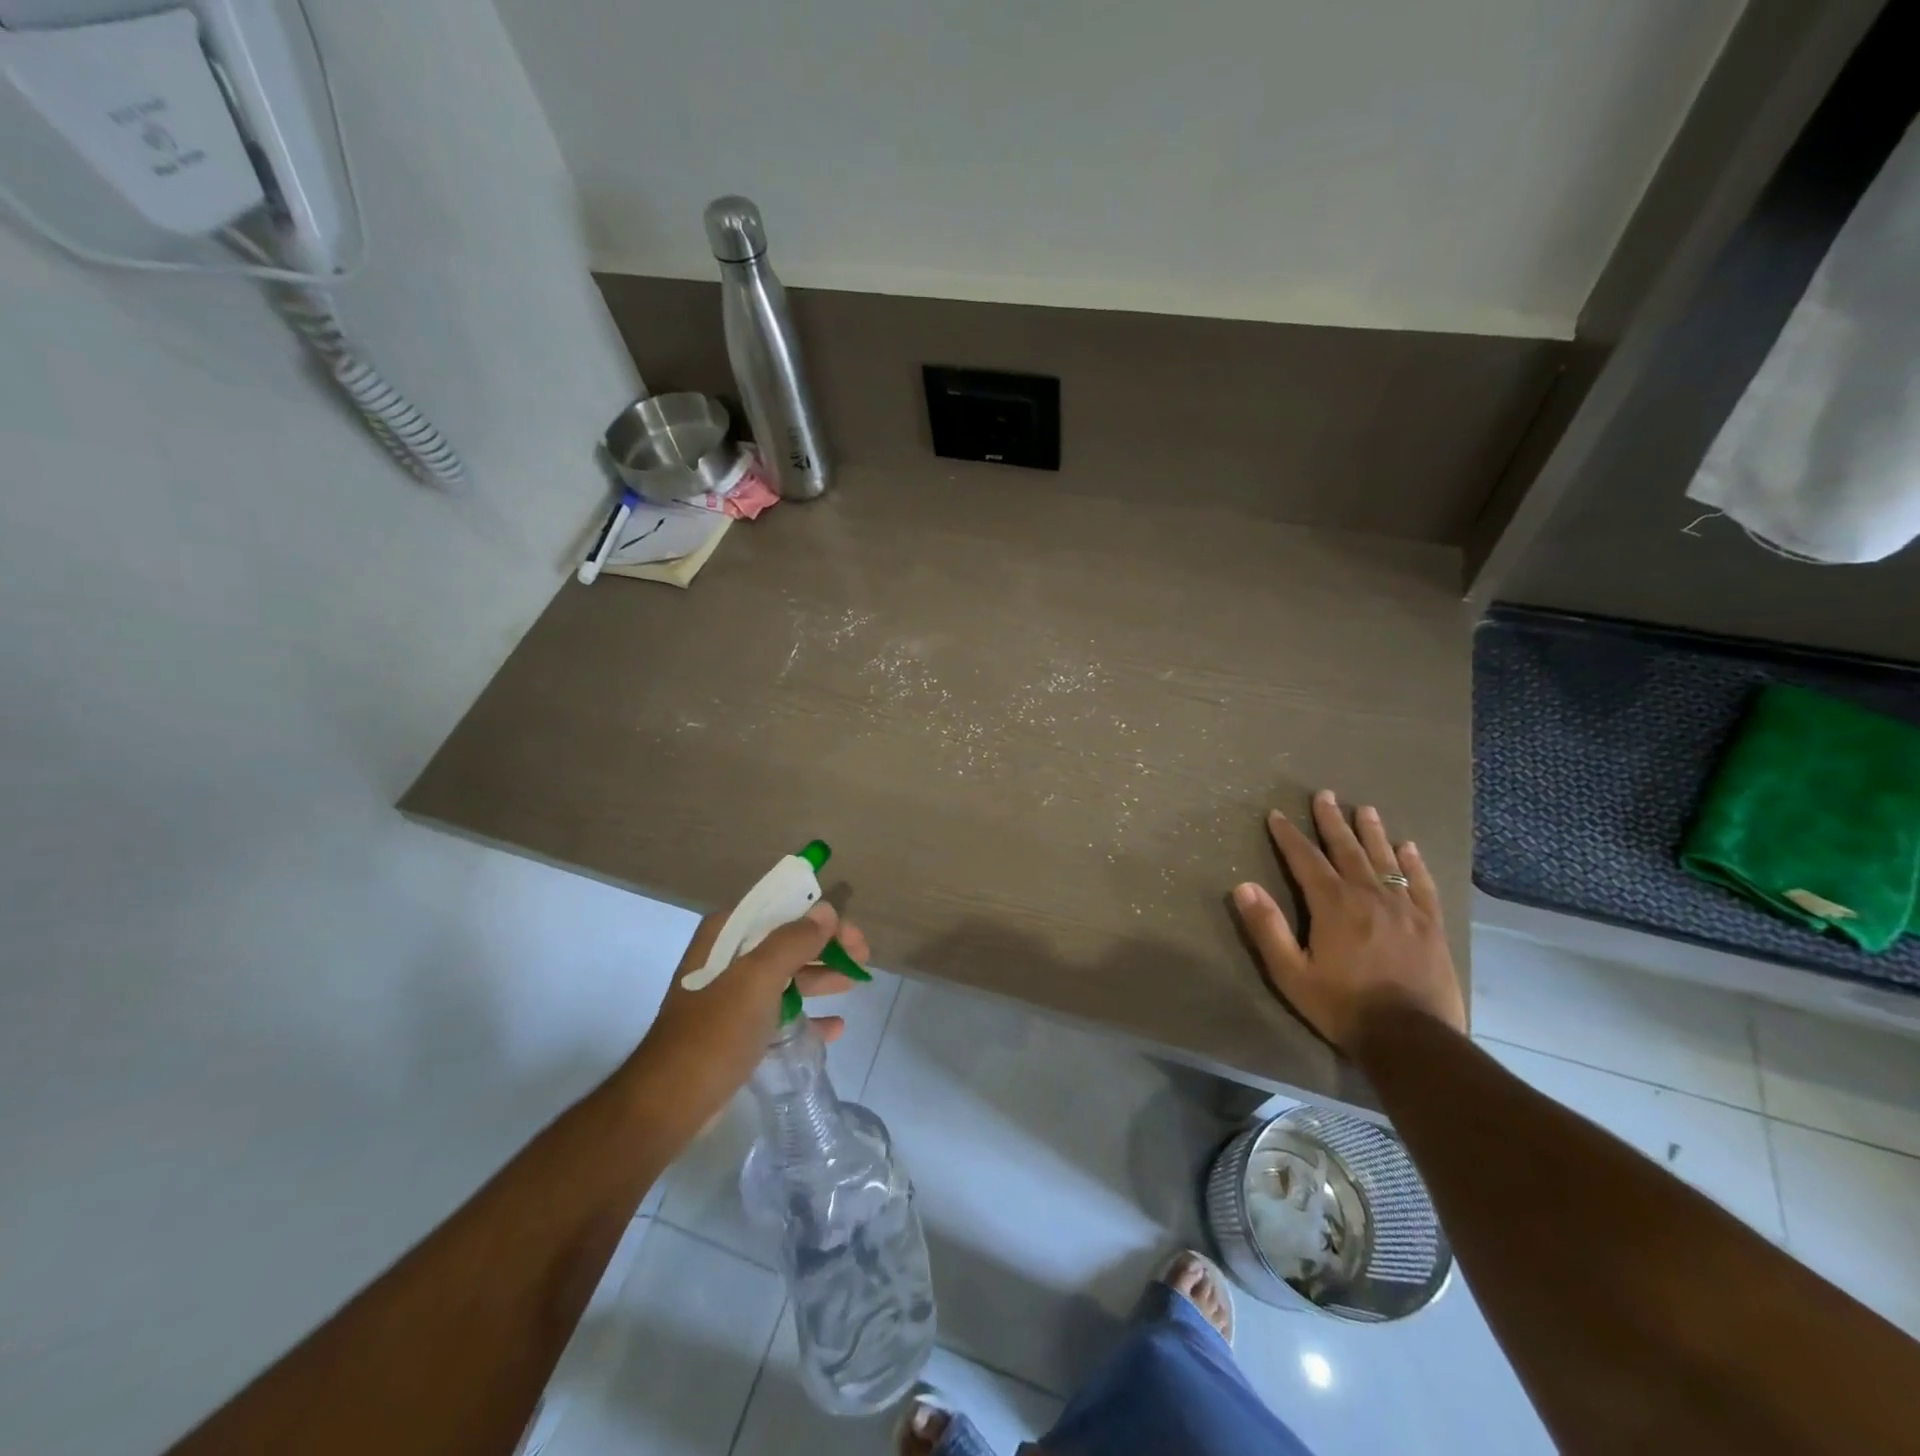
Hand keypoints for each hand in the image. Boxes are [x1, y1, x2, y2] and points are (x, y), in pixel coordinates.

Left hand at [632, 902, 868, 1127]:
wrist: (670, 1104)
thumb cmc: (715, 1032)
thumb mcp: (758, 979)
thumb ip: (794, 941)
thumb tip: (825, 910)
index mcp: (725, 935)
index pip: (779, 908)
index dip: (819, 916)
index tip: (851, 935)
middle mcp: (726, 958)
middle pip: (786, 940)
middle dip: (825, 946)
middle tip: (862, 958)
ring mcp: (730, 996)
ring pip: (785, 975)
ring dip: (820, 976)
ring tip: (854, 984)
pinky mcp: (735, 1030)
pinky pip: (779, 1012)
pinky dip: (807, 1015)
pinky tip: (834, 1027)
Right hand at [1232, 789, 1463, 1049]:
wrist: (1412, 1039)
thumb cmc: (1343, 1006)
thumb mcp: (1291, 972)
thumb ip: (1267, 927)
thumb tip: (1243, 886)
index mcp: (1333, 905)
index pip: (1306, 859)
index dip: (1289, 836)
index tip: (1277, 814)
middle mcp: (1369, 895)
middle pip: (1347, 850)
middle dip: (1332, 821)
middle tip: (1325, 795)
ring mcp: (1405, 908)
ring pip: (1385, 860)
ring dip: (1372, 832)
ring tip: (1365, 809)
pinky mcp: (1431, 925)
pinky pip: (1421, 884)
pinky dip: (1413, 863)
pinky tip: (1409, 848)